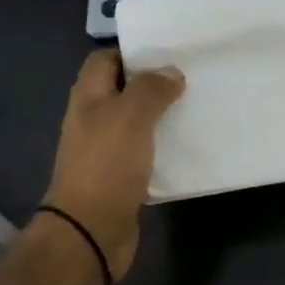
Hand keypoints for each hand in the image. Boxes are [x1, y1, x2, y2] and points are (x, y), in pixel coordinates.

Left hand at [41, 50, 184, 282]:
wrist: (90, 232)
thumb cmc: (106, 166)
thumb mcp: (130, 117)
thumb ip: (150, 89)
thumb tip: (171, 72)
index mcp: (88, 98)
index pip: (105, 60)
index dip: (132, 52)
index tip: (167, 52)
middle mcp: (94, 120)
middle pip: (123, 90)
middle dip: (153, 83)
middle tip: (190, 77)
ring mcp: (106, 150)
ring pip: (137, 122)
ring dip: (162, 115)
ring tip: (196, 107)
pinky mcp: (121, 177)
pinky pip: (145, 152)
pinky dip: (164, 146)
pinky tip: (189, 146)